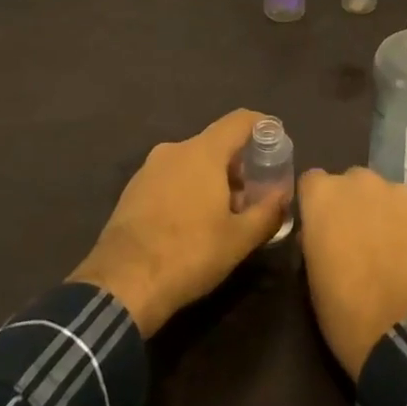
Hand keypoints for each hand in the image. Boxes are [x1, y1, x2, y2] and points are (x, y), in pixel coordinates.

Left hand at [69, 110, 287, 335]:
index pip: (239, 120)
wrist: (121, 285)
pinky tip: (192, 223)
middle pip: (216, 143)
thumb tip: (284, 196)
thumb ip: (267, 212)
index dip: (262, 125)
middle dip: (238, 163)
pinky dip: (188, 189)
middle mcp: (175, 149)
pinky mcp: (132, 190)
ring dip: (212, 179)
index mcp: (203, 152)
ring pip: (192, 162)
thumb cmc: (188, 254)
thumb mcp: (239, 240)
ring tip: (224, 213)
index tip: (277, 141)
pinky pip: (170, 178)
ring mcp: (149, 168)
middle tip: (253, 192)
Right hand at [298, 166, 406, 378]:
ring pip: (386, 196)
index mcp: (324, 196)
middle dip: (352, 206)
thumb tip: (321, 237)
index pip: (312, 183)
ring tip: (392, 254)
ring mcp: (399, 192)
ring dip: (384, 216)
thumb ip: (316, 244)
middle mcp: (360, 182)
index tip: (320, 229)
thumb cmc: (348, 313)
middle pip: (352, 184)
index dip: (316, 206)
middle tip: (357, 243)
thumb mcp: (314, 281)